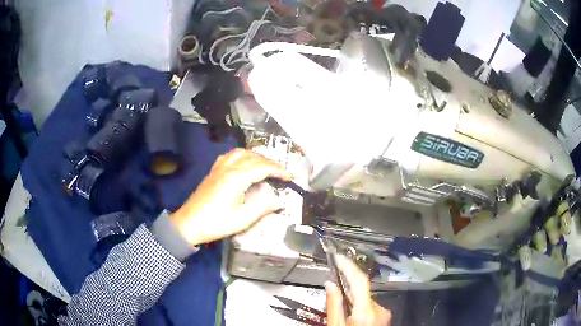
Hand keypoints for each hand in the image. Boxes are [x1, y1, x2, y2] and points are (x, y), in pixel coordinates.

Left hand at [170, 149, 291, 245]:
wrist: (189, 224)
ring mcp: (218, 168)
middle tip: (281, 173)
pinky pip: (229, 156)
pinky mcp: (213, 172)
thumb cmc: (216, 223)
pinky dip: (241, 155)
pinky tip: (243, 163)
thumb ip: (263, 207)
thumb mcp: (242, 219)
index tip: (291, 176)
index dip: (279, 170)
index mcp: (237, 178)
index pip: (263, 167)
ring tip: (265, 165)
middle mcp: (228, 168)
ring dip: (256, 156)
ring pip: (241, 153)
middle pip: (253, 157)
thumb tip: (280, 201)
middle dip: (270, 162)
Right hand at [326, 255, 391, 325]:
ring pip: (366, 299)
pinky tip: (352, 316)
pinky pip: (371, 306)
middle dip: (347, 288)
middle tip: (332, 287)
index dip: (349, 266)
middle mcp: (380, 309)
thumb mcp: (336, 325)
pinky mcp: (385, 317)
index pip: (360, 280)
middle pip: (361, 290)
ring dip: (353, 301)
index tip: (339, 257)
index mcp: (366, 311)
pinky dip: (360, 308)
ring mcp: (384, 313)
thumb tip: (329, 284)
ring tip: (341, 311)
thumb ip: (333, 306)